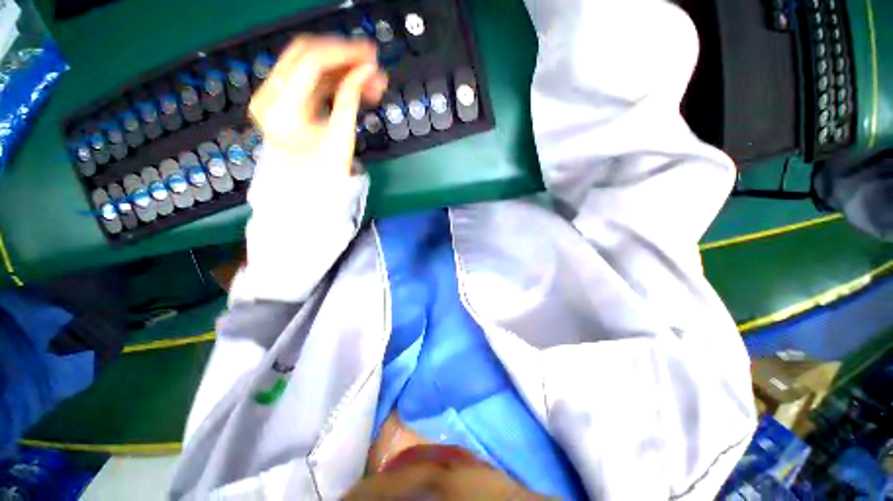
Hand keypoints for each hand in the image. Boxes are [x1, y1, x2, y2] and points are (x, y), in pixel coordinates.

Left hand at [248, 36, 387, 173]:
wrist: (304, 187)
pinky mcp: (282, 97)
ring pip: (309, 64)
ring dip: (341, 68)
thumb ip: (352, 99)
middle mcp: (270, 95)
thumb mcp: (341, 138)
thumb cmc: (322, 172)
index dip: (344, 53)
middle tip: (371, 62)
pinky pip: (309, 78)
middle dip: (343, 55)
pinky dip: (333, 79)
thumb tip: (369, 72)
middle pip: (306, 54)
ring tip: (369, 81)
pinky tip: (355, 86)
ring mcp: (273, 94)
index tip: (370, 56)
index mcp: (281, 108)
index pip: (311, 61)